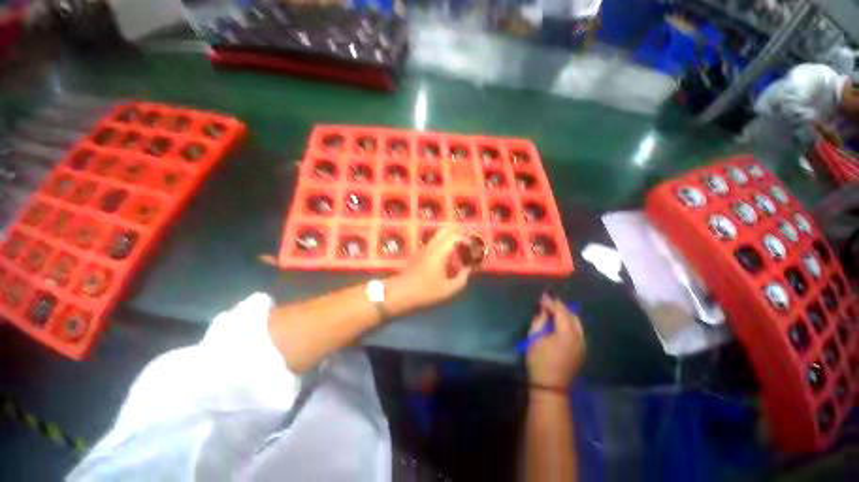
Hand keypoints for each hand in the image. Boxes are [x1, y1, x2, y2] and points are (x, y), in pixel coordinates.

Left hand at [388, 227, 472, 311]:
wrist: (401, 293)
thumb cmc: (425, 292)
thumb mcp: (448, 289)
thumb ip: (462, 278)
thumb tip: (468, 270)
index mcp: (439, 252)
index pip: (455, 236)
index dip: (467, 239)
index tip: (474, 247)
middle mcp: (432, 246)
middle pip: (446, 230)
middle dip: (459, 234)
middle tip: (468, 244)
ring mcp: (424, 249)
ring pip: (439, 236)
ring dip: (451, 239)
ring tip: (460, 251)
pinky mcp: (420, 254)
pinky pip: (435, 243)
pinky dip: (444, 245)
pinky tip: (448, 259)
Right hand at [527, 294, 585, 390]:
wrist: (551, 386)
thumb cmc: (539, 361)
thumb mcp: (534, 337)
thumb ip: (540, 321)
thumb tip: (544, 310)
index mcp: (566, 334)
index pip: (561, 312)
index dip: (551, 303)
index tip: (543, 296)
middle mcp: (578, 337)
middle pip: (572, 316)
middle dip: (560, 307)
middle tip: (548, 301)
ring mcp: (582, 345)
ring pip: (577, 323)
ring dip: (566, 314)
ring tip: (554, 309)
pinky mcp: (581, 350)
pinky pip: (578, 331)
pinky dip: (570, 323)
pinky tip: (561, 322)